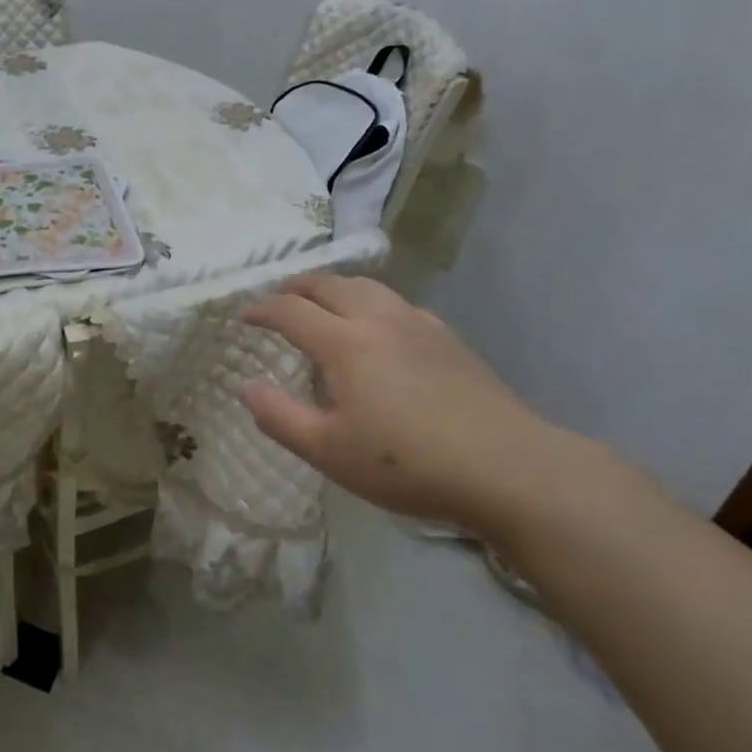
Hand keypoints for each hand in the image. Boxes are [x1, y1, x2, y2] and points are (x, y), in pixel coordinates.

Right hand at [241, 275, 584, 538]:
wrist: (507, 467)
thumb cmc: (407, 463)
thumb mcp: (329, 452)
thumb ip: (279, 417)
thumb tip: (245, 387)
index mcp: (344, 342)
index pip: (291, 310)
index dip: (262, 309)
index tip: (245, 316)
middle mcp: (377, 319)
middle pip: (328, 284)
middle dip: (296, 287)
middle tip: (279, 300)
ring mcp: (417, 323)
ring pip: (366, 286)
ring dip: (334, 287)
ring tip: (323, 303)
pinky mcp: (447, 337)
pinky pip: (397, 303)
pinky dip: (371, 303)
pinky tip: (379, 327)